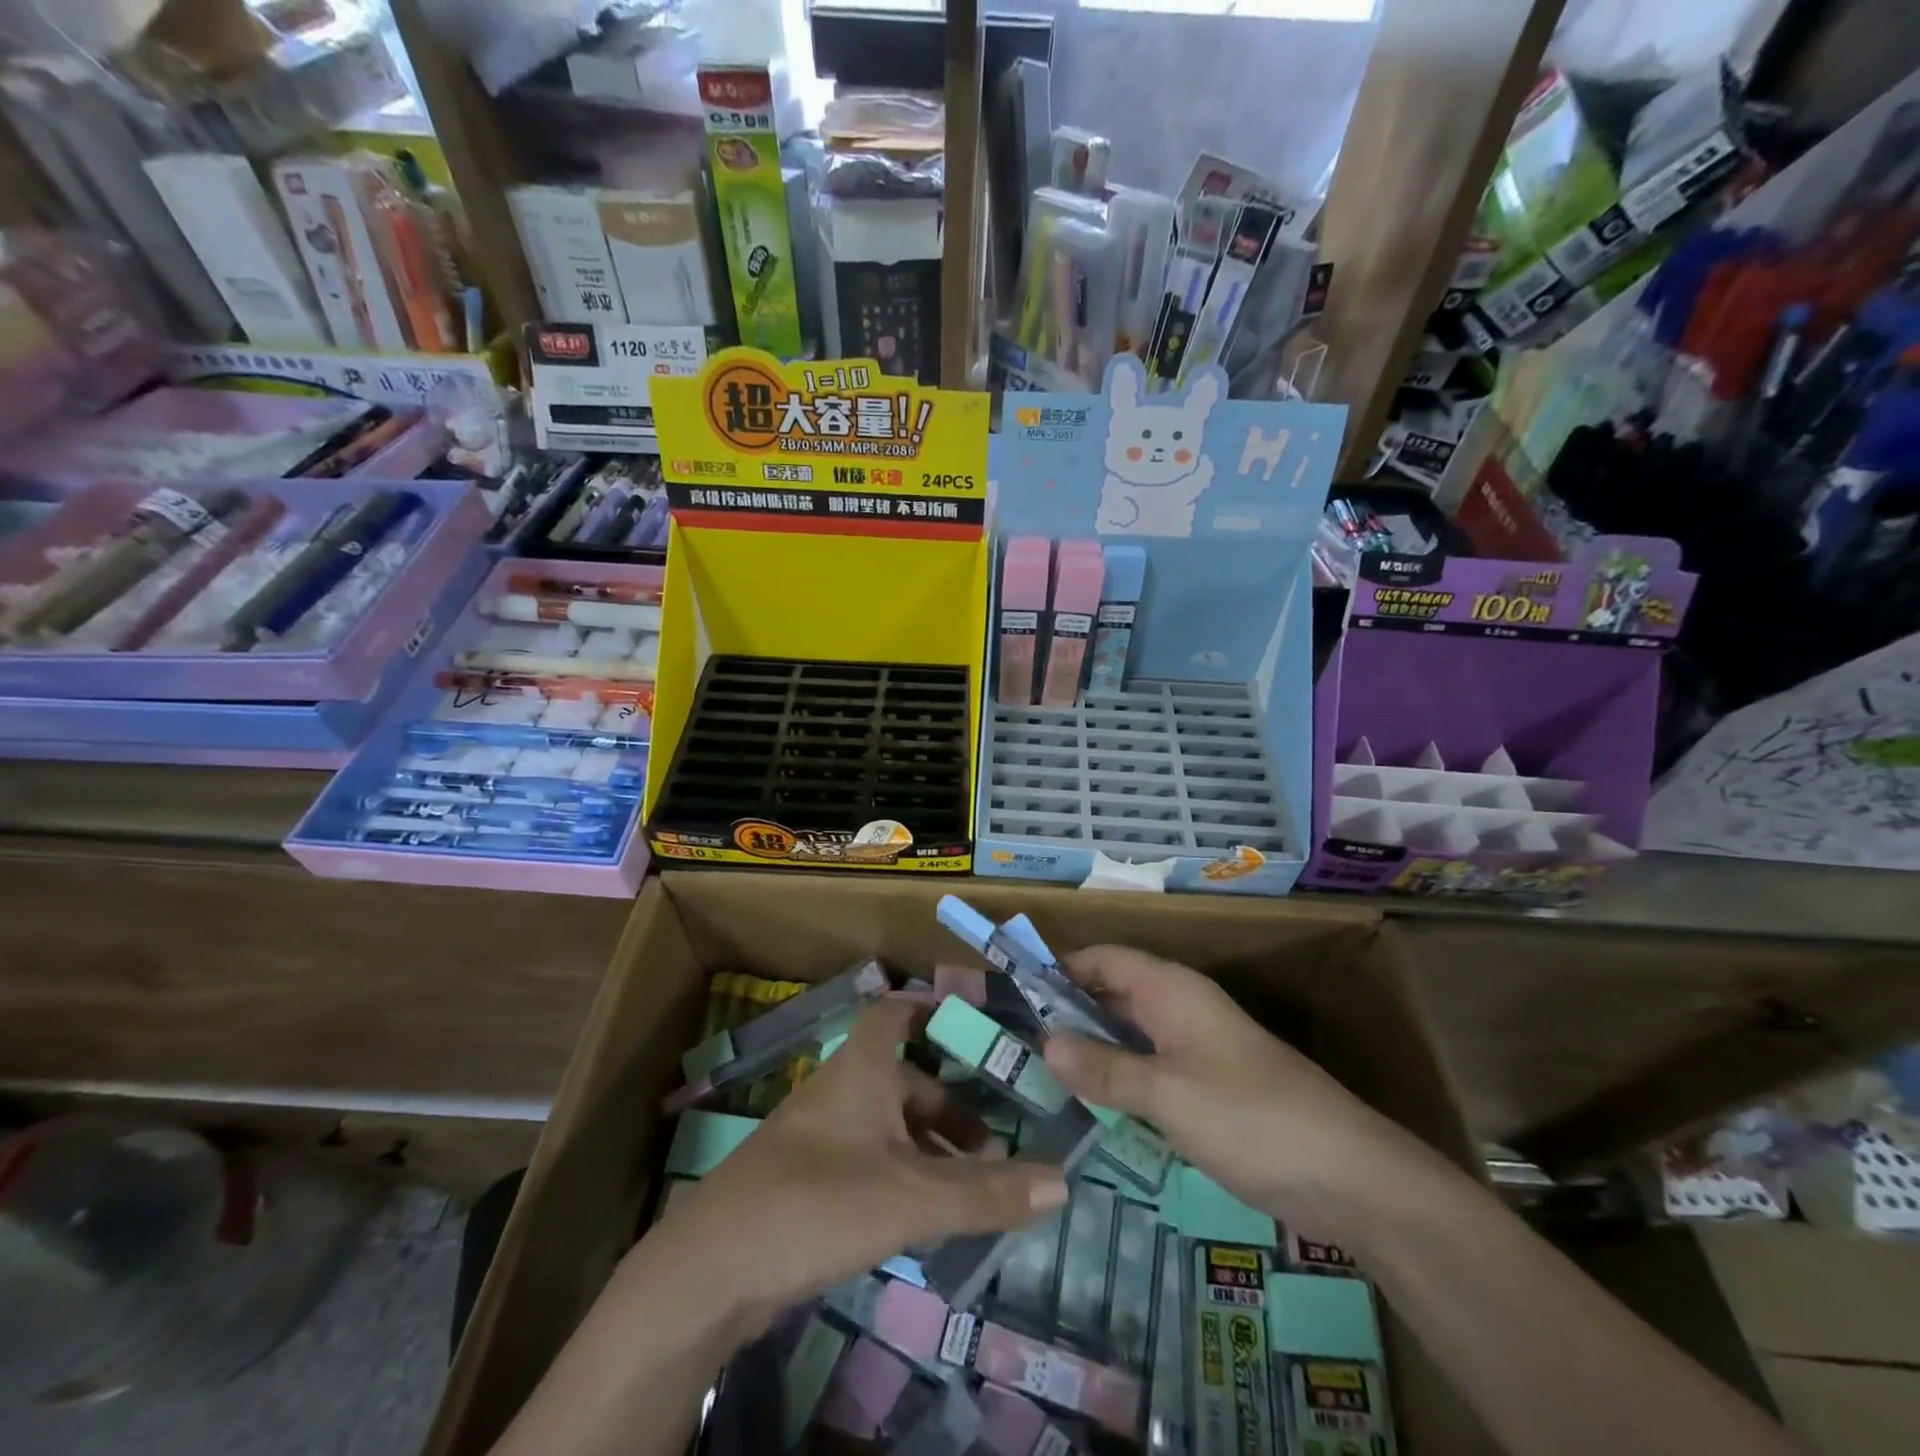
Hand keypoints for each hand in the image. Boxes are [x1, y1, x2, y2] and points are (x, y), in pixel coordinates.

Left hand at [660, 996, 1069, 1333]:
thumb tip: (1064, 1182)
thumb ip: (986, 1192)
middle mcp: (841, 1089)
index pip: (897, 1012)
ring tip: (973, 1184)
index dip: (934, 1008)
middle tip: (997, 1139)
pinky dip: (903, 1173)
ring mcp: (820, 1134)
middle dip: (951, 1105)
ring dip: (930, 1145)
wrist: (711, 1269)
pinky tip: (925, 1213)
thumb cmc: (818, 1201)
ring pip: (888, 1123)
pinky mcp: (807, 1178)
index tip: (979, 1022)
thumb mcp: (911, 1197)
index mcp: (862, 1068)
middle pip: (905, 1078)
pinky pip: (869, 1158)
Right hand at [1040, 946, 1446, 1243]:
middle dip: (1066, 1011)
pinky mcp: (1206, 1085)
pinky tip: (1088, 1103)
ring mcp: (1195, 1047)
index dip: (1058, 968)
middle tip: (1013, 1039)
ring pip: (1129, 1033)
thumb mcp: (1167, 1094)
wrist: (1348, 1175)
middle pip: (1112, 993)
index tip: (1012, 991)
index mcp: (1171, 989)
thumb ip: (1105, 1068)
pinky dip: (1117, 1076)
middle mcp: (1180, 1007)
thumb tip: (1045, 1042)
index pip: (1103, 959)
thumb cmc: (1251, 1117)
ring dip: (1090, 1047)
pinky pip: (1148, 1066)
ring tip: (1035, 1070)